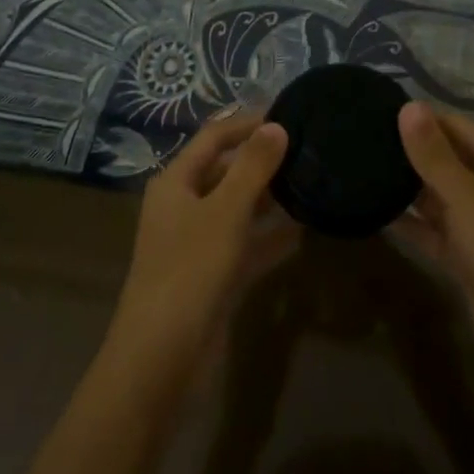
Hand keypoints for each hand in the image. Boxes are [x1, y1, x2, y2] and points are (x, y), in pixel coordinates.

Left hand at [109, 110, 296, 367]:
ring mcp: (197, 243)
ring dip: (270, 198)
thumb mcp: (226, 211)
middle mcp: (184, 206)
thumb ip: (253, 167)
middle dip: (263, 160)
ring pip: (238, 208)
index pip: (214, 137)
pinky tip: (304, 230)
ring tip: (312, 182)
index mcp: (176, 182)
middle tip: (309, 149)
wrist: (161, 360)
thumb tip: (276, 125)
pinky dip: (270, 236)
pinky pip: (246, 244)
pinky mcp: (213, 276)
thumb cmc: (190, 271)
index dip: (248, 123)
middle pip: (226, 170)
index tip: (289, 114)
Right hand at [387, 102, 473, 388]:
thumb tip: (409, 105)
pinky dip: (409, 222)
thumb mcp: (465, 197)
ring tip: (360, 168)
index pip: (455, 126)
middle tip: (360, 139)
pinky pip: (432, 229)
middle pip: (445, 158)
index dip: (420, 118)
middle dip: (410, 151)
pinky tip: (374, 211)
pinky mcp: (466, 255)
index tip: (376, 112)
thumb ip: (433, 154)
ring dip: (406, 186)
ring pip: (436, 194)